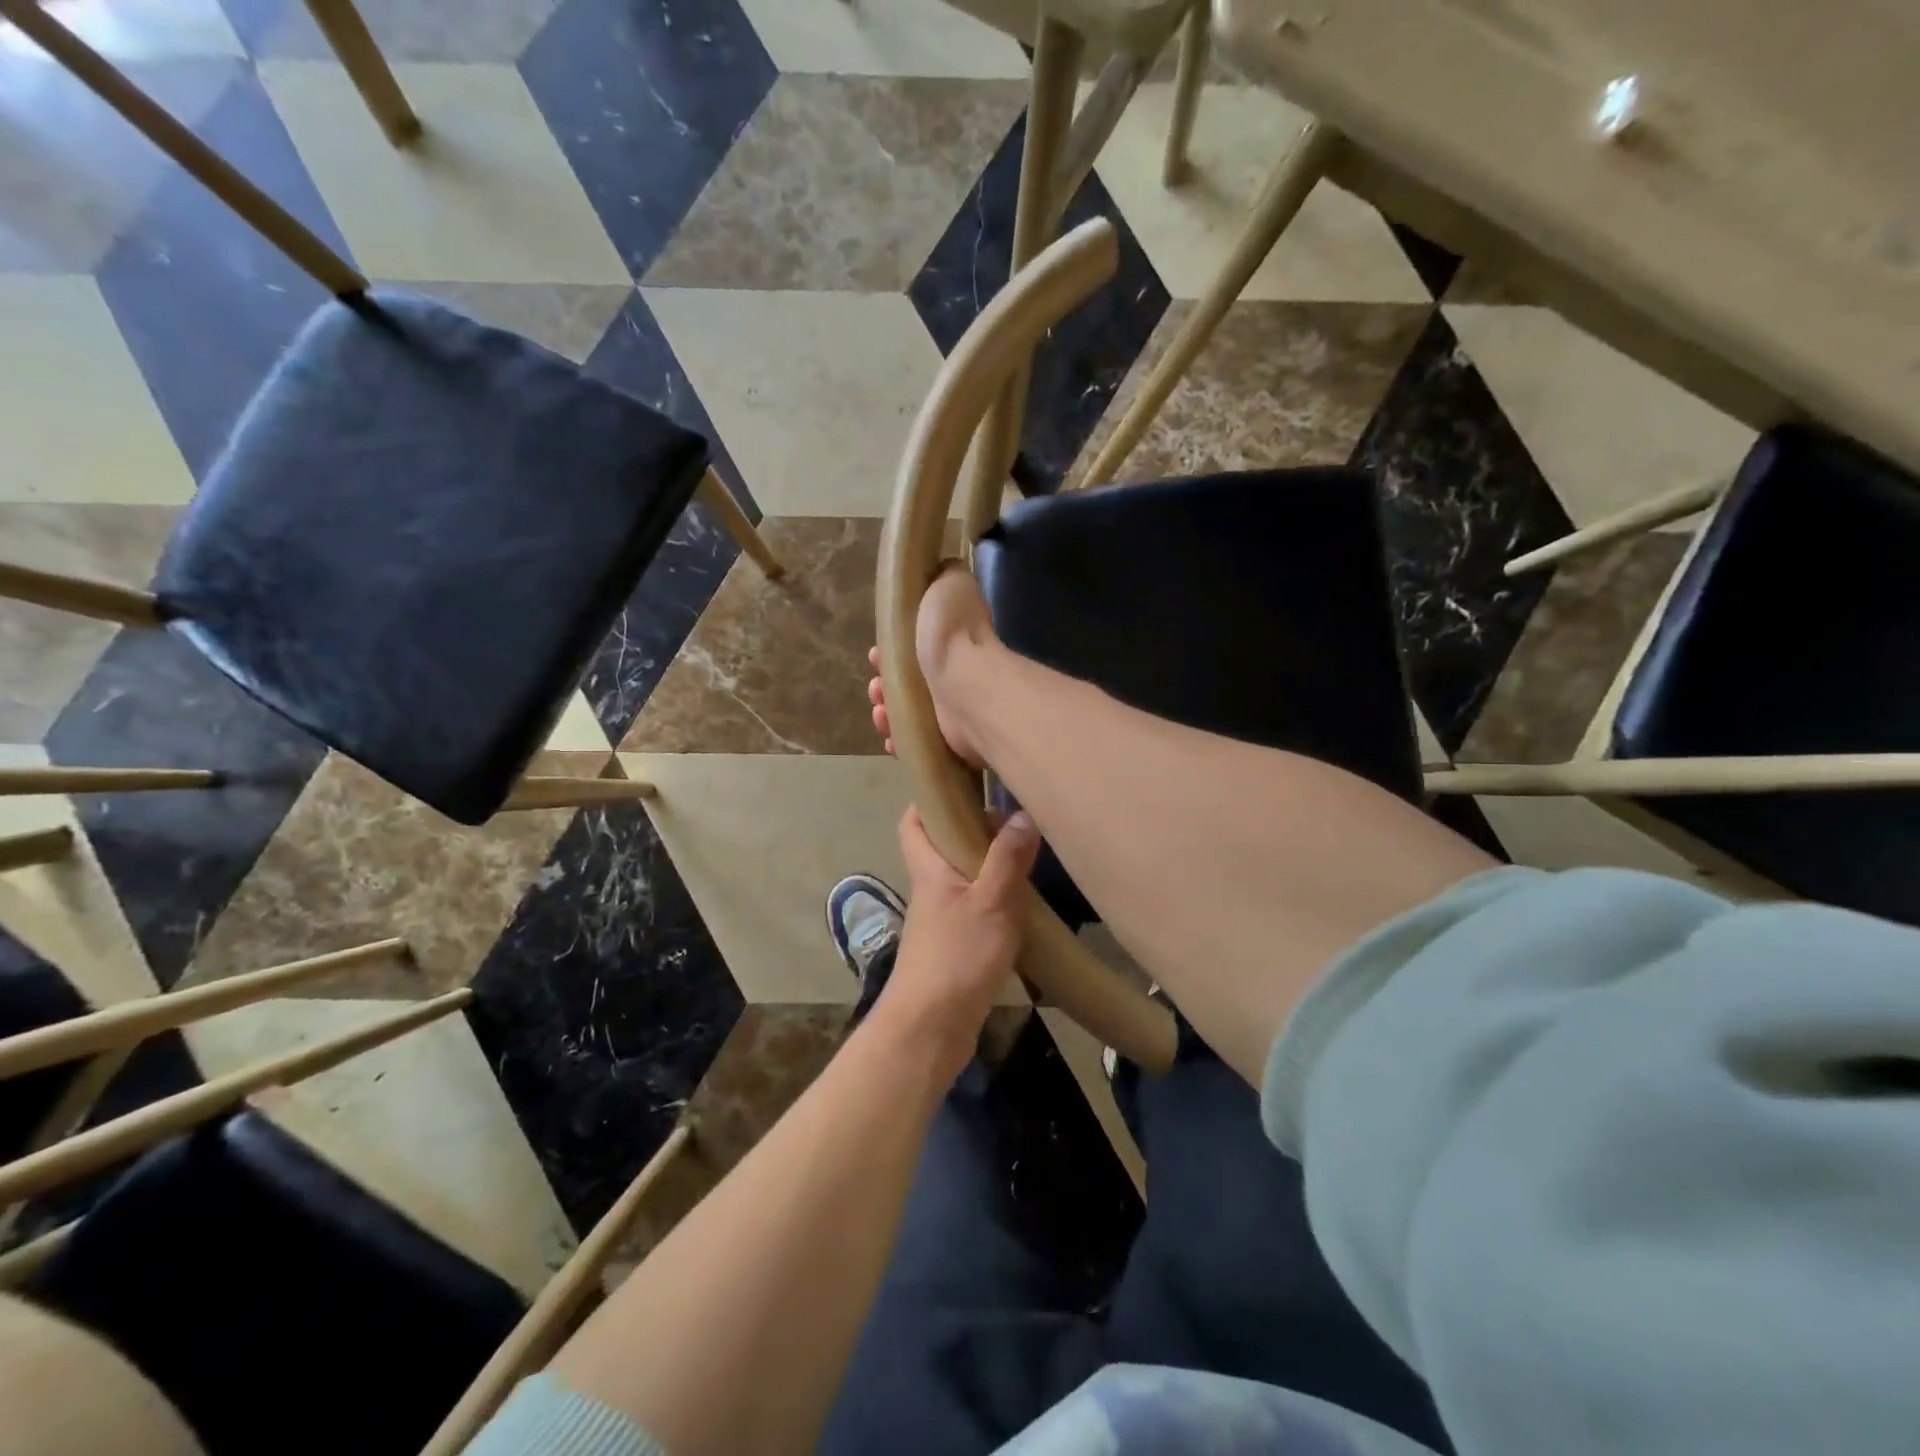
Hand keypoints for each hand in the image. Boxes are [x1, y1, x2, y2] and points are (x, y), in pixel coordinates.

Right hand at [866, 563, 995, 766]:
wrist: (965, 684)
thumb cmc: (952, 632)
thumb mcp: (948, 584)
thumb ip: (943, 576)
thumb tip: (941, 571)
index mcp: (946, 640)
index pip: (913, 646)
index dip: (890, 651)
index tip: (875, 655)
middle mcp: (950, 675)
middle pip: (906, 681)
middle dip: (882, 684)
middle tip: (875, 688)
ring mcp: (949, 709)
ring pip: (906, 712)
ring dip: (886, 711)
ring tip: (881, 712)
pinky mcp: (946, 739)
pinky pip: (915, 741)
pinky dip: (899, 739)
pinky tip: (891, 737)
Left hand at [868, 805, 1038, 1080]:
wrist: (931, 1028)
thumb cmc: (956, 958)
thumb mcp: (991, 903)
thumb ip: (1007, 860)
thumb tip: (1021, 813)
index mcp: (930, 868)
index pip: (913, 821)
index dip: (929, 799)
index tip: (963, 783)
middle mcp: (931, 888)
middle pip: (943, 845)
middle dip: (973, 829)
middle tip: (1014, 821)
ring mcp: (942, 918)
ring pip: (962, 876)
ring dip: (989, 865)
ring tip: (1028, 855)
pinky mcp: (955, 945)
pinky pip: (974, 906)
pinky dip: (995, 898)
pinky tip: (1023, 902)